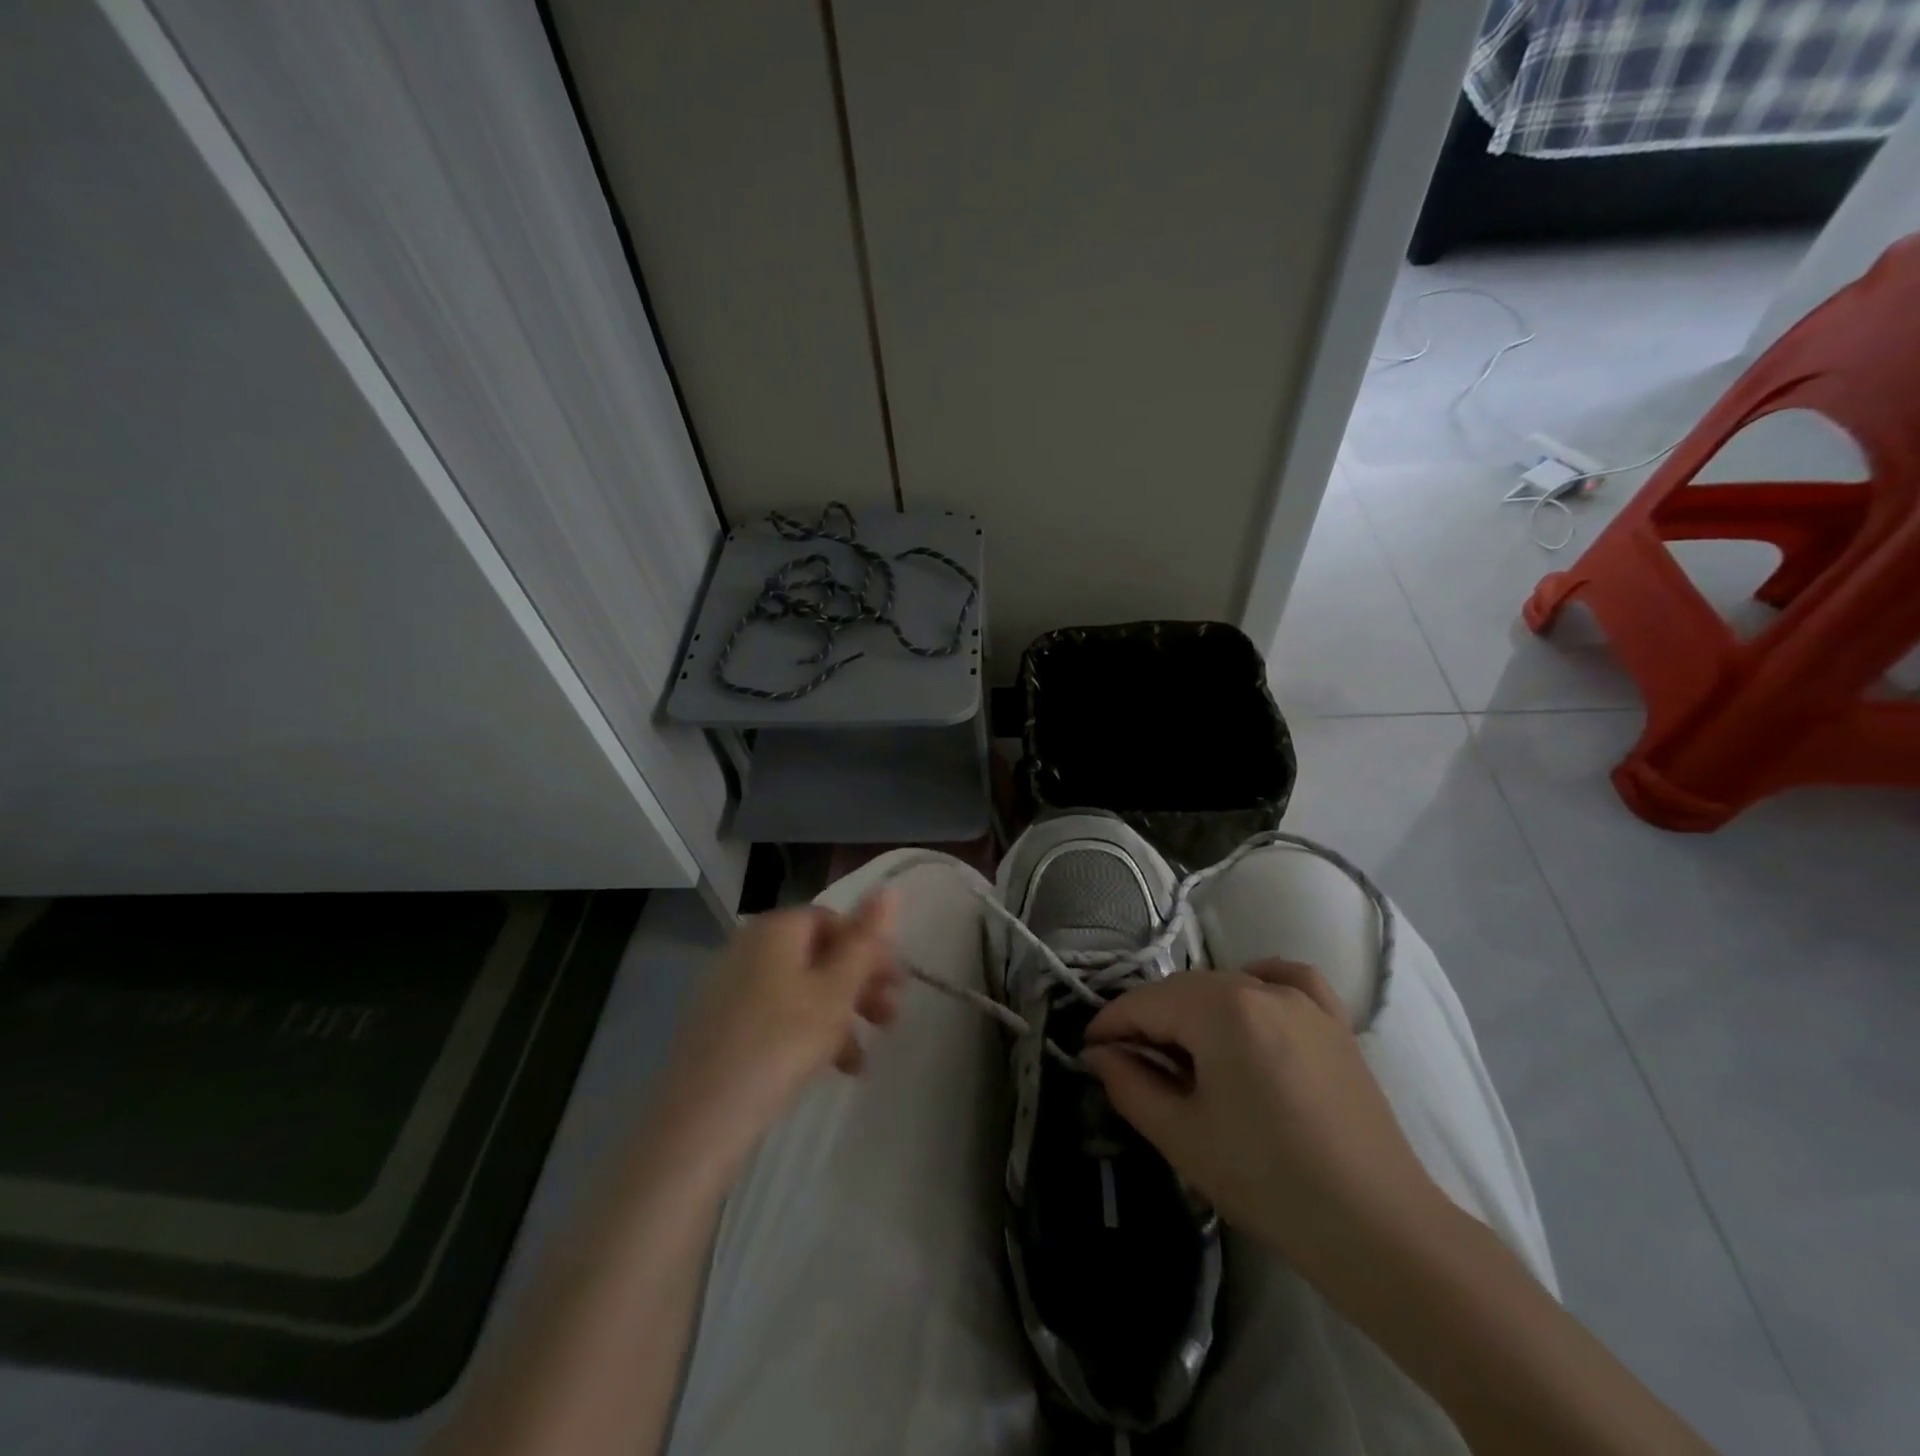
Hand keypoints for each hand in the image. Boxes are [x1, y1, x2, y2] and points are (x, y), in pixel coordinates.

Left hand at [645, 894, 900, 1181]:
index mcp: (775, 930)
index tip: (897, 984)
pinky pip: (777, 1015)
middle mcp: (749, 948)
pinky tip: (832, 1070)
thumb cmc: (780, 1044)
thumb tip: (890, 888)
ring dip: (840, 1015)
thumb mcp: (836, 991)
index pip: (833, 920)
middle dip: (859, 985)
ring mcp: (731, 988)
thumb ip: (866, 941)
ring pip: (801, 990)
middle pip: (818, 955)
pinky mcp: (722, 1026)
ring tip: (863, 1059)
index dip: (869, 948)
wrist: (701, 1120)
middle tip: (890, 1018)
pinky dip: (809, 1033)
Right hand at [1083, 959, 1445, 1288]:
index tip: (1088, 1052)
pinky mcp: (1334, 1020)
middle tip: (1130, 1064)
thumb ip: (1128, 1084)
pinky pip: (1285, 979)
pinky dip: (1256, 983)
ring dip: (1193, 1010)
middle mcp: (1259, 988)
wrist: (1378, 1228)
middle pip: (1182, 990)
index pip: (1145, 1003)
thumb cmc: (1268, 1181)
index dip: (1110, 1026)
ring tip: (1184, 1054)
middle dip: (1148, 1021)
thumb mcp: (1182, 1136)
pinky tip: (1248, 1004)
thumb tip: (1098, 1053)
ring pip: (1226, 985)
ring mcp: (1303, 1000)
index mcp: (1220, 1010)